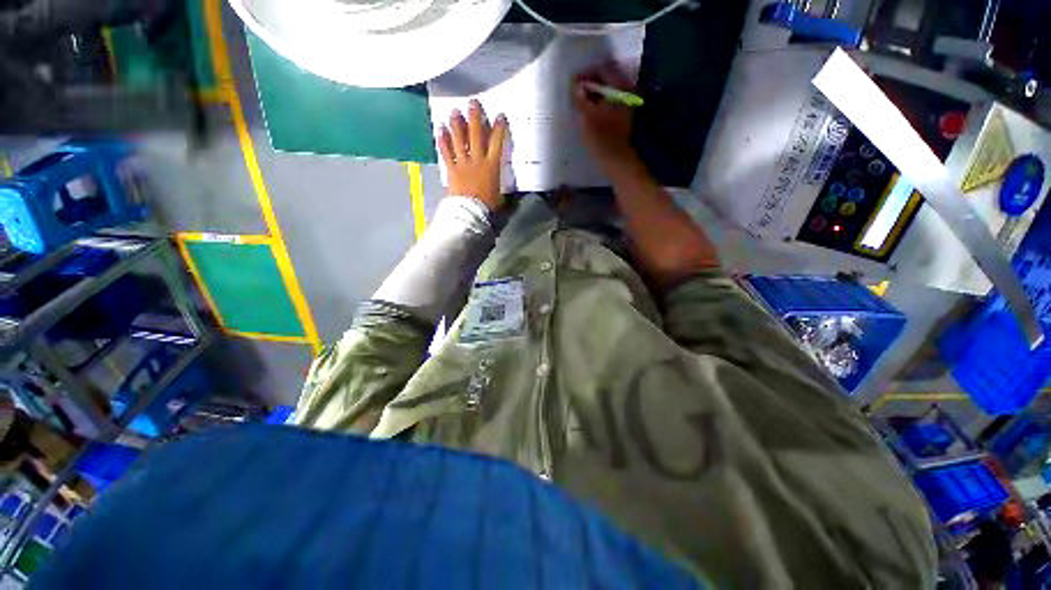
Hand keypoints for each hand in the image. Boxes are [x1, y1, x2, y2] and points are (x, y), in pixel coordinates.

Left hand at [438, 99, 508, 209]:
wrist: (470, 212)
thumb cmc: (488, 205)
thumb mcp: (499, 194)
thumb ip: (499, 184)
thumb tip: (501, 183)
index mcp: (491, 165)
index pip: (497, 142)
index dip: (499, 128)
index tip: (499, 116)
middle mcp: (477, 160)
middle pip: (476, 135)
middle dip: (475, 117)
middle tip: (473, 103)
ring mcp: (463, 163)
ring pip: (459, 139)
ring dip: (457, 124)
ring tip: (454, 112)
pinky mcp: (451, 169)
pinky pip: (446, 152)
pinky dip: (443, 140)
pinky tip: (440, 129)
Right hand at [573, 63, 638, 171]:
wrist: (617, 160)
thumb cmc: (601, 139)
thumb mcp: (587, 116)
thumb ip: (581, 97)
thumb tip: (575, 83)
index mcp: (619, 87)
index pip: (602, 69)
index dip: (586, 73)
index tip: (572, 82)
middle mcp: (626, 90)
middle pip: (606, 78)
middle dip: (590, 83)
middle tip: (574, 91)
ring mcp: (626, 103)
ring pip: (607, 90)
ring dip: (593, 93)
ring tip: (579, 100)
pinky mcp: (622, 114)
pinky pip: (609, 100)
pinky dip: (598, 102)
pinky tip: (588, 109)